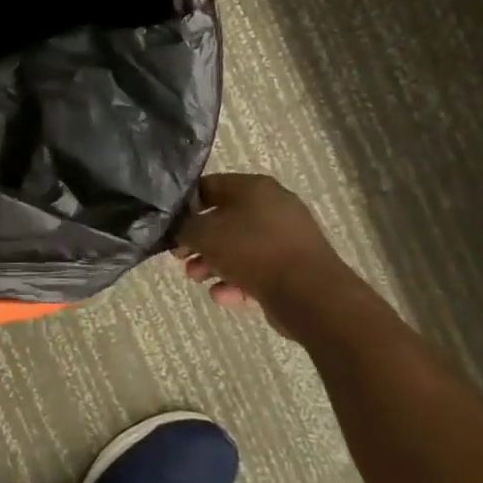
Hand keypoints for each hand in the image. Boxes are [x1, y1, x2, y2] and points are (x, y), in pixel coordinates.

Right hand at [172, 172, 355, 334]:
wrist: (310, 293)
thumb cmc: (252, 250)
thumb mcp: (205, 234)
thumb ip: (185, 228)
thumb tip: (181, 231)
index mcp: (254, 187)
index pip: (210, 186)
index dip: (186, 205)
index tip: (171, 225)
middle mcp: (273, 206)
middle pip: (225, 220)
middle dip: (200, 241)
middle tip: (181, 257)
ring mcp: (287, 238)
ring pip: (241, 247)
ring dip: (214, 263)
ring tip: (198, 279)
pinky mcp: (295, 267)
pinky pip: (259, 269)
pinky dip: (238, 280)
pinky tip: (223, 296)